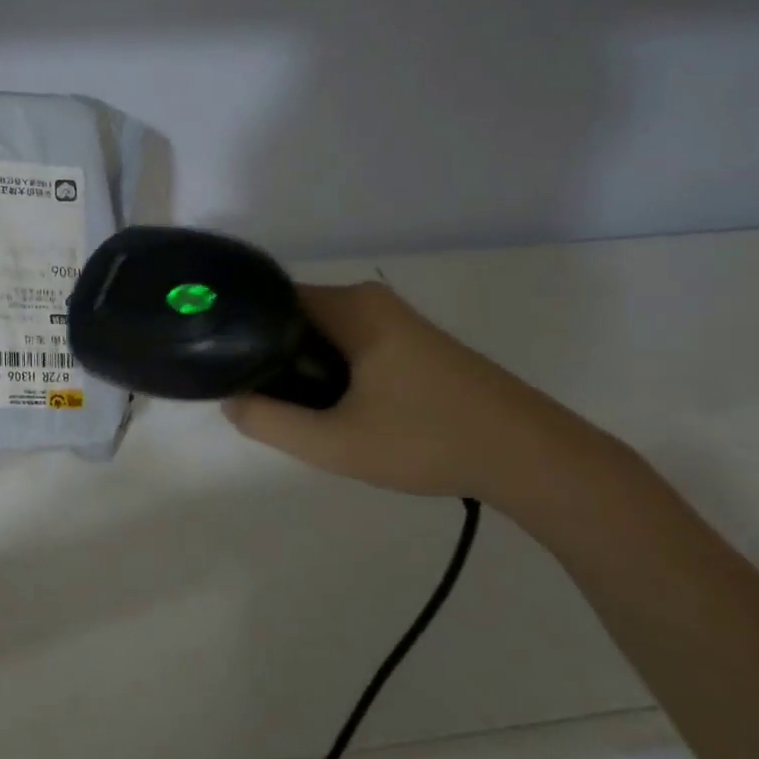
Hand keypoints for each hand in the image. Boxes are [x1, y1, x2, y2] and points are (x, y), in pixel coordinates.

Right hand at [223, 282, 604, 507]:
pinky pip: (350, 345)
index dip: (244, 333)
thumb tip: (231, 401)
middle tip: (261, 401)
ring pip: (323, 335)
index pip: (272, 301)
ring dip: (303, 368)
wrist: (531, 457)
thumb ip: (270, 422)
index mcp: (352, 307)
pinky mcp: (412, 343)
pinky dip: (331, 371)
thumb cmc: (427, 441)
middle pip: (296, 318)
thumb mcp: (334, 443)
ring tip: (295, 411)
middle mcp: (372, 301)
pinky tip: (337, 410)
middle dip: (273, 356)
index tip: (228, 369)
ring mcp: (396, 321)